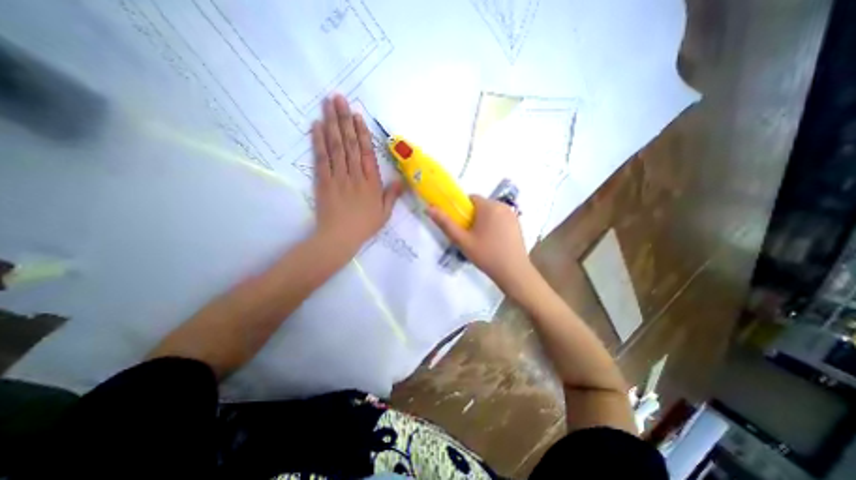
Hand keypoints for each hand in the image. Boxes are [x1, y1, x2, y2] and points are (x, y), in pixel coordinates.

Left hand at [310, 94, 403, 257]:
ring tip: (327, 104)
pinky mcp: (323, 181)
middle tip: (338, 98)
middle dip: (344, 119)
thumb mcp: (384, 213)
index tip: (357, 116)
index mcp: (371, 182)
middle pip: (350, 144)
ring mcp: (338, 176)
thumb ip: (392, 195)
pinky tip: (316, 126)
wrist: (340, 237)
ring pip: (335, 146)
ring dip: (331, 124)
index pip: (367, 153)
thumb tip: (401, 180)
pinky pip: (321, 158)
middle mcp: (355, 175)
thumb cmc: (364, 226)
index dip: (362, 133)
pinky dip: (318, 141)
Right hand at [432, 193, 531, 288]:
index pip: (470, 198)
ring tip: (481, 240)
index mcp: (489, 206)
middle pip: (481, 205)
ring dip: (484, 221)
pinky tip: (494, 241)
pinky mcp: (518, 224)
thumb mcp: (463, 240)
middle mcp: (502, 206)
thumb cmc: (486, 255)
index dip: (462, 210)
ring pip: (491, 212)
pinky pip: (501, 218)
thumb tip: (430, 208)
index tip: (461, 224)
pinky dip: (494, 225)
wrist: (513, 272)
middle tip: (469, 235)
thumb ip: (446, 223)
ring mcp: (512, 215)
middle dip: (473, 216)